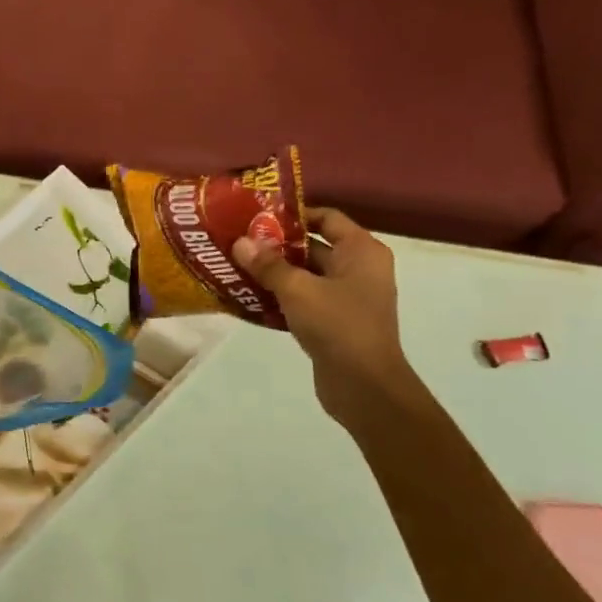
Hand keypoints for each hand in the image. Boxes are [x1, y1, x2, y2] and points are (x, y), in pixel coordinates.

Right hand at [233, 209, 422, 420]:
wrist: (365, 388)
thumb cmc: (338, 325)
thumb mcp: (297, 289)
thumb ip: (267, 265)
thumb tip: (240, 242)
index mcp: (361, 251)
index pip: (326, 217)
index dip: (293, 214)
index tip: (257, 216)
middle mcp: (359, 269)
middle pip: (312, 246)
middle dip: (276, 245)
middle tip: (239, 241)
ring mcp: (348, 297)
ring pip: (305, 275)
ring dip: (274, 272)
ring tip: (236, 266)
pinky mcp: (335, 322)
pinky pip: (304, 300)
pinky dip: (280, 297)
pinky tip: (249, 297)